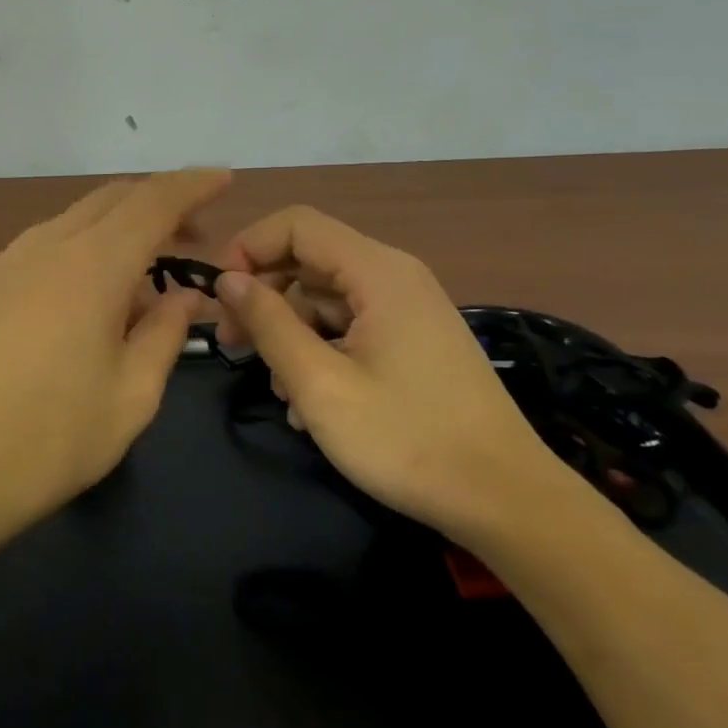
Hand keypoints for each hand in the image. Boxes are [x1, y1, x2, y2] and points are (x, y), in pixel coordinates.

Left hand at [0, 170, 231, 552]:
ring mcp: (10, 261)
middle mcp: (49, 245)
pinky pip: (49, 244)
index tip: (225, 179)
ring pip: (78, 219)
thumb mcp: (132, 396)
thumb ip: (166, 334)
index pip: (154, 201)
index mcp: (92, 264)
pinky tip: (92, 298)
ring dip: (120, 229)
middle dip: (160, 205)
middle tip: (195, 238)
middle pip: (113, 199)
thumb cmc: (50, 439)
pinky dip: (85, 249)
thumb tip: (184, 296)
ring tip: (146, 280)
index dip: (193, 185)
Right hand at [214, 206, 577, 542]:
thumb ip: (268, 323)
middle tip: (232, 343)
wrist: (507, 502)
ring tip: (277, 390)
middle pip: (308, 259)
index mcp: (377, 271)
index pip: (295, 225)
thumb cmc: (407, 440)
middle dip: (263, 295)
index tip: (219, 296)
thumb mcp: (320, 384)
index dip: (248, 248)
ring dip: (290, 333)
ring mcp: (407, 309)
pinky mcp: (413, 340)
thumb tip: (228, 280)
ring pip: (325, 297)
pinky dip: (320, 350)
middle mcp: (394, 276)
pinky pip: (350, 325)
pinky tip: (308, 403)